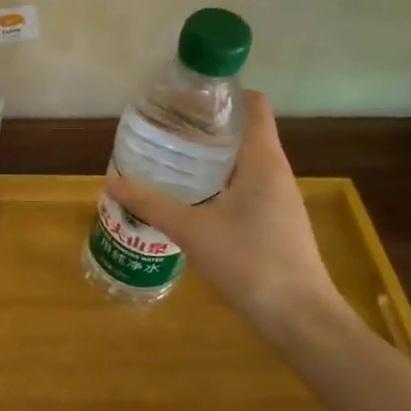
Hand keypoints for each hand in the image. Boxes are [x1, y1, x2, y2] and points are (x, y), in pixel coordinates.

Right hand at [105, 90, 344, 336]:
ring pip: (243, 160)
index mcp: (263, 160)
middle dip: (206, 124)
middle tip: (165, 124)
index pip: (253, 105)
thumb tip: (111, 180)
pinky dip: (218, 180)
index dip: (224, 92)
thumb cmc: (250, 262)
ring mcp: (279, 198)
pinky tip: (190, 195)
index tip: (187, 94)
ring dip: (211, 154)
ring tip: (170, 155)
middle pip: (244, 130)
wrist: (299, 318)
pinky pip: (245, 185)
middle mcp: (275, 171)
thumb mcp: (192, 230)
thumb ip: (151, 203)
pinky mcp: (275, 221)